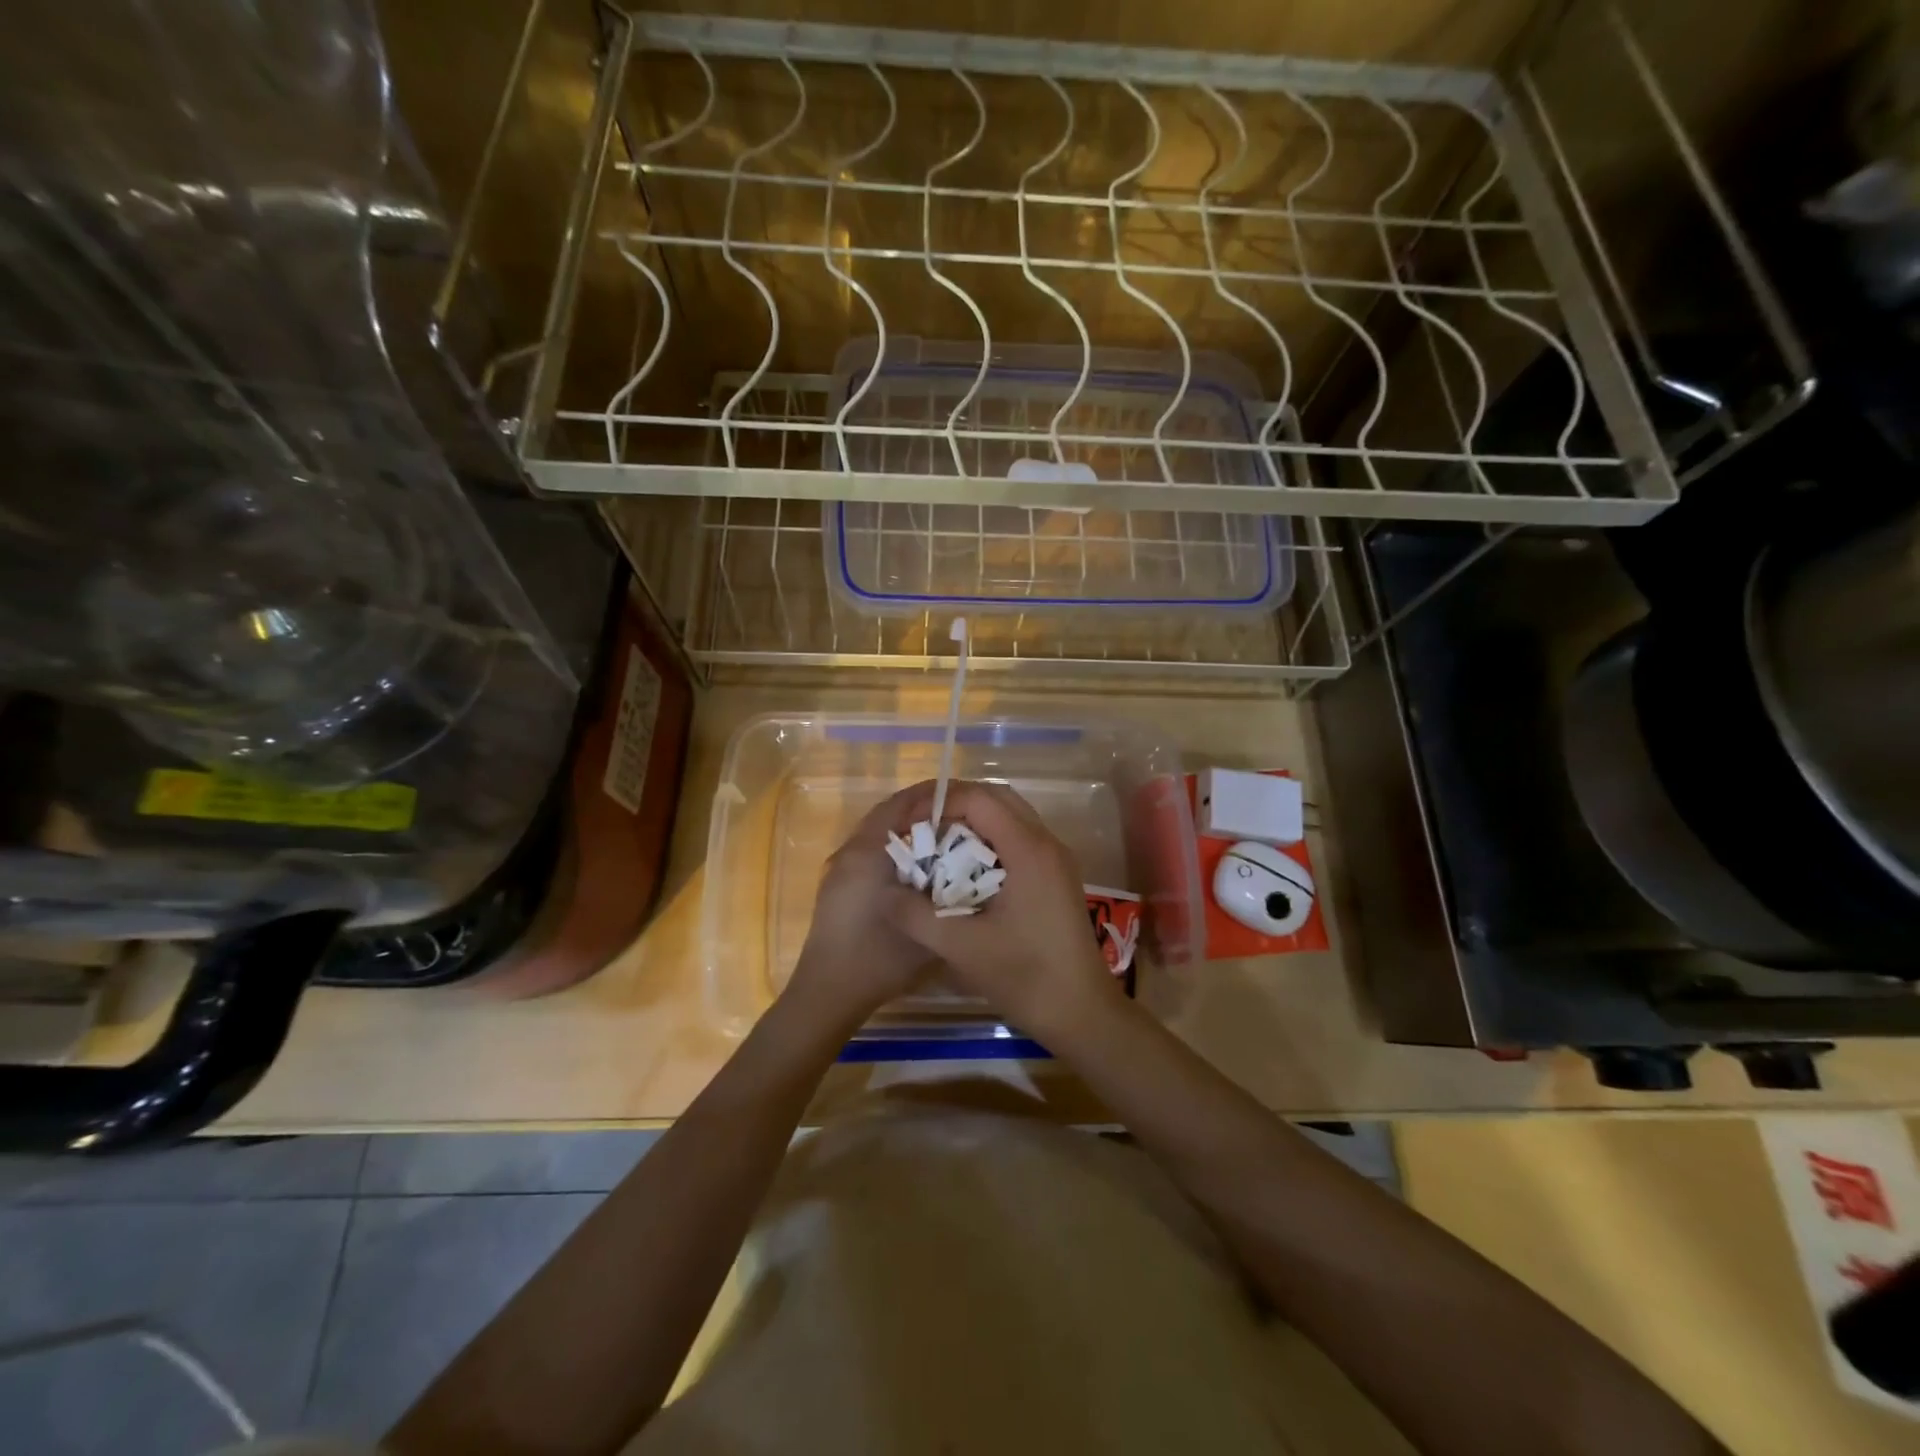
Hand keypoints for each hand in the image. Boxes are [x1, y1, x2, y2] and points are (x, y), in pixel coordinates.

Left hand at [782, 782, 939, 1027]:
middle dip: (923, 810)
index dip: (930, 794)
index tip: (963, 794)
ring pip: (879, 833)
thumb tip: (971, 869)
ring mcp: (840, 869)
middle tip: (960, 815)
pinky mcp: (838, 885)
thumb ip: (951, 894)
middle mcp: (850, 851)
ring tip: (946, 837)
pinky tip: (921, 867)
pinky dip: (896, 848)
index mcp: (868, 852)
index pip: (899, 804)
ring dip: (908, 829)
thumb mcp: (928, 926)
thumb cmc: (878, 958)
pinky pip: (872, 852)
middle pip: (888, 814)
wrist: (828, 992)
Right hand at [885, 779, 1119, 1038]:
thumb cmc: (1025, 976)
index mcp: (1028, 849)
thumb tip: (884, 892)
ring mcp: (1055, 859)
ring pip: (1009, 817)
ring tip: (935, 844)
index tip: (908, 824)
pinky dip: (988, 841)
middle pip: (996, 798)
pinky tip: (963, 870)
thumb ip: (916, 915)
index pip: (979, 799)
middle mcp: (1046, 843)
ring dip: (972, 822)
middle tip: (919, 827)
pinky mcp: (1056, 877)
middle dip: (954, 805)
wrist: (1082, 1013)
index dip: (939, 802)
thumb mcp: (961, 947)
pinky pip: (1018, 839)